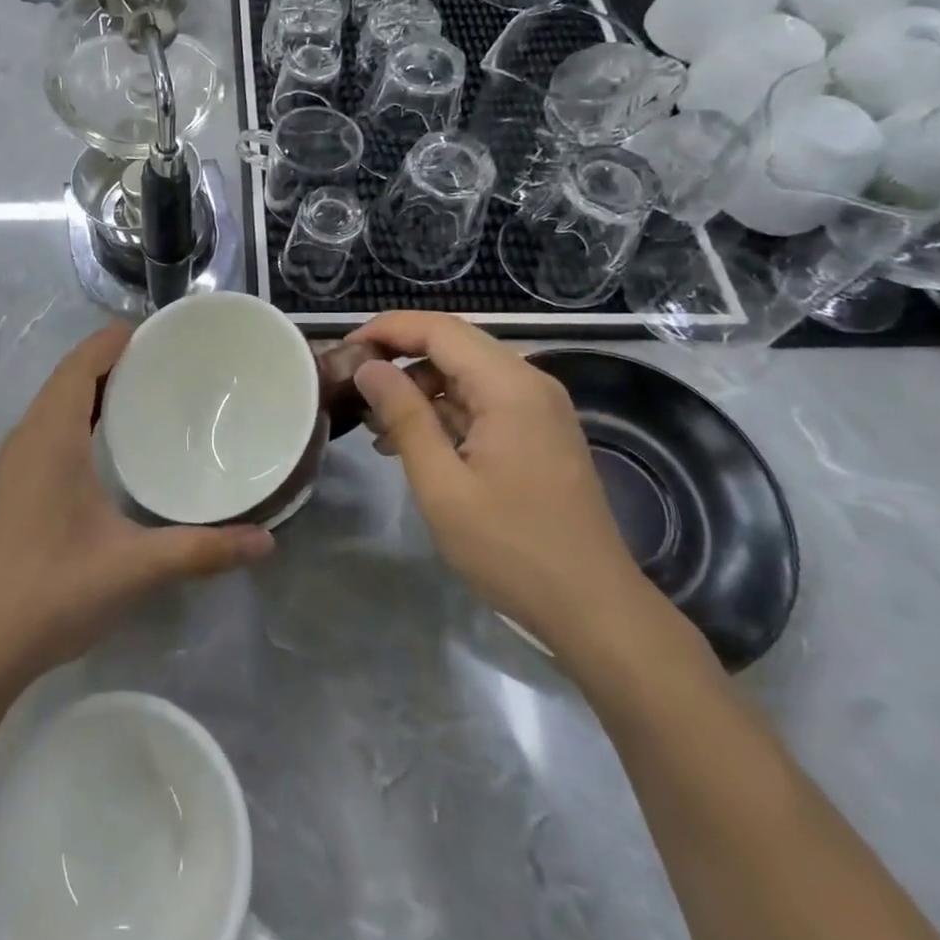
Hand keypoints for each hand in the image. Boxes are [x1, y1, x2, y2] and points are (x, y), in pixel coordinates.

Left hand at [0, 325, 274, 689]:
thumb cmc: (53, 593)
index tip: (161, 333)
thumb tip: (265, 541)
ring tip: (145, 391)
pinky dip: (78, 414)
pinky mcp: (11, 485)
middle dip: (113, 360)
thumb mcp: (134, 569)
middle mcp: (27, 437)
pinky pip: (47, 426)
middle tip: (167, 361)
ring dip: (94, 387)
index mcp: (51, 437)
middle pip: (69, 376)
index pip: (81, 364)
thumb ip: (201, 550)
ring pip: (55, 402)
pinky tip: (107, 442)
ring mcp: (13, 462)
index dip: (115, 340)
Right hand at [350, 311, 649, 652]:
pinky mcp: (538, 431)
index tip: (345, 349)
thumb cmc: (512, 547)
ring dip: (419, 388)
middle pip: (453, 344)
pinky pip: (482, 401)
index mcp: (509, 385)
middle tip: (353, 384)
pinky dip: (444, 411)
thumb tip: (368, 367)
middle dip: (399, 357)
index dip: (388, 329)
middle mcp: (529, 382)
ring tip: (375, 423)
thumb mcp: (441, 484)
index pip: (438, 329)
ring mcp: (538, 407)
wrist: (594, 609)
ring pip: (465, 372)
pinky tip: (412, 443)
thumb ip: (403, 416)